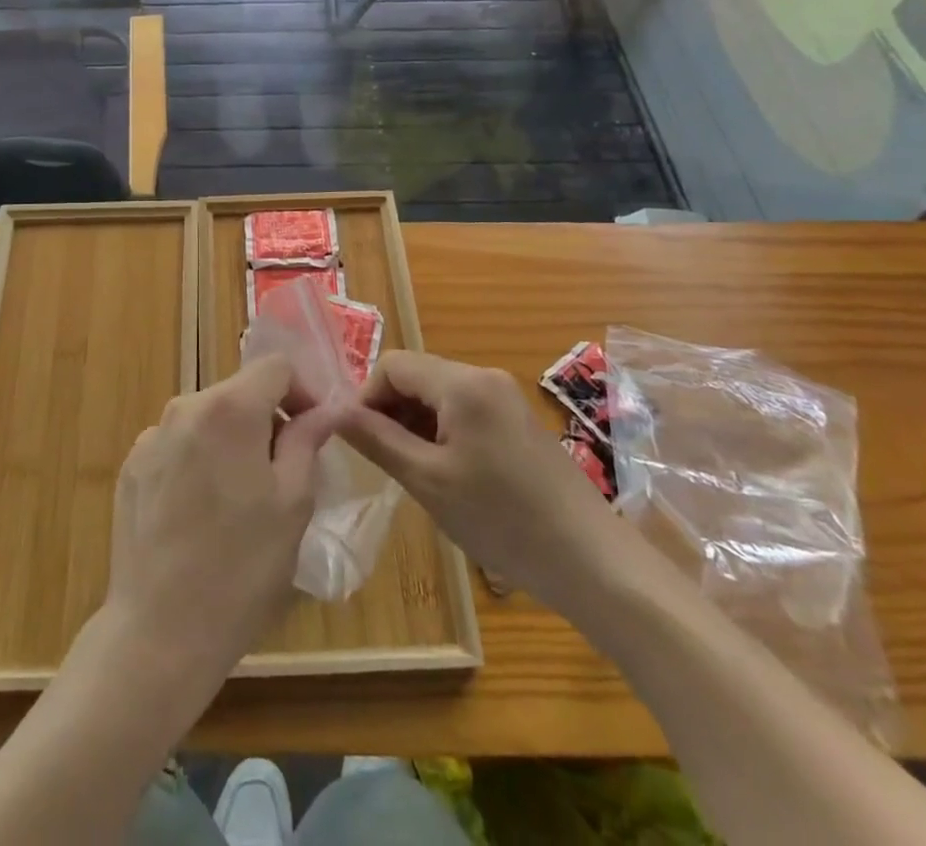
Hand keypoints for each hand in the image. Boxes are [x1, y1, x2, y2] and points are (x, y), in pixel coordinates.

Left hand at [103, 354, 339, 690]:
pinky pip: (178, 445)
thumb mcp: (293, 503)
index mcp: (229, 408)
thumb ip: (306, 441)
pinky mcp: (132, 466)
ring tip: (242, 496)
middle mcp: (185, 407)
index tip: (312, 430)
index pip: (275, 367)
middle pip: (239, 391)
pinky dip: (199, 459)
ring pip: (208, 418)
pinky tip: (201, 512)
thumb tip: (322, 410)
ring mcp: (152, 436)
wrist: (160, 632)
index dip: (301, 391)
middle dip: (267, 418)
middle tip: (284, 470)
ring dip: (232, 439)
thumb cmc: (241, 567)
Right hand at [339, 350, 616, 606]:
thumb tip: (333, 411)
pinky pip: (464, 410)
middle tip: (382, 460)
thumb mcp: (428, 481)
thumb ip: (377, 439)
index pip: (393, 365)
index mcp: (462, 382)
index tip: (357, 441)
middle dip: (390, 410)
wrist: (592, 561)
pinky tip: (445, 473)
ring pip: (439, 394)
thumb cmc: (502, 519)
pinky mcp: (517, 420)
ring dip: (415, 423)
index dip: (366, 397)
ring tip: (411, 472)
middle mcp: (484, 376)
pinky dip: (442, 432)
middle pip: (417, 376)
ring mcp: (505, 397)